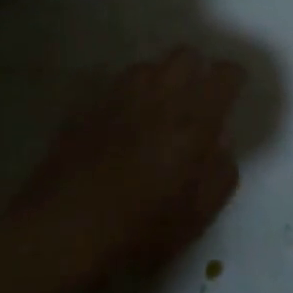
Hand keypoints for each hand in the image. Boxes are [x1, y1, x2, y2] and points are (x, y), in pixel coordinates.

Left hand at [0, 48, 244, 292]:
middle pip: (185, 55)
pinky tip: (123, 124)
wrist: (58, 237)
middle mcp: (157, 100)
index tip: (234, 95)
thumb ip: (221, 172)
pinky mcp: (82, 113)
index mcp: (193, 122)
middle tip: (199, 100)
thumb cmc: (139, 230)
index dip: (234, 79)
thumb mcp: (199, 214)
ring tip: (160, 109)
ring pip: (147, 66)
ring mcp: (115, 102)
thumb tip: (219, 146)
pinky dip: (126, 97)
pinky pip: (112, 88)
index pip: (224, 74)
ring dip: (160, 80)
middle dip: (198, 70)